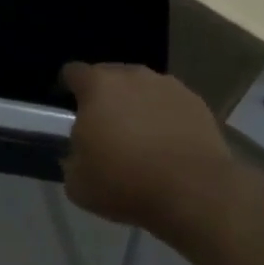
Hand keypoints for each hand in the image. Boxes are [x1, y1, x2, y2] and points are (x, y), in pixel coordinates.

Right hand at [61, 63, 235, 245]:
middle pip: (110, 76)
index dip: (67, 86)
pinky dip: (165, 118)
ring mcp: (167, 85)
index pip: (73, 72)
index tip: (68, 106)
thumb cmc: (127, 183)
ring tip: (141, 138)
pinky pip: (170, 104)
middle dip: (105, 97)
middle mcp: (132, 75)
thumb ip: (71, 159)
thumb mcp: (78, 184)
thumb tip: (79, 153)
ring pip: (142, 89)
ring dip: (137, 105)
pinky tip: (169, 145)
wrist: (194, 192)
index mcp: (98, 86)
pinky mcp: (195, 102)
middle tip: (106, 128)